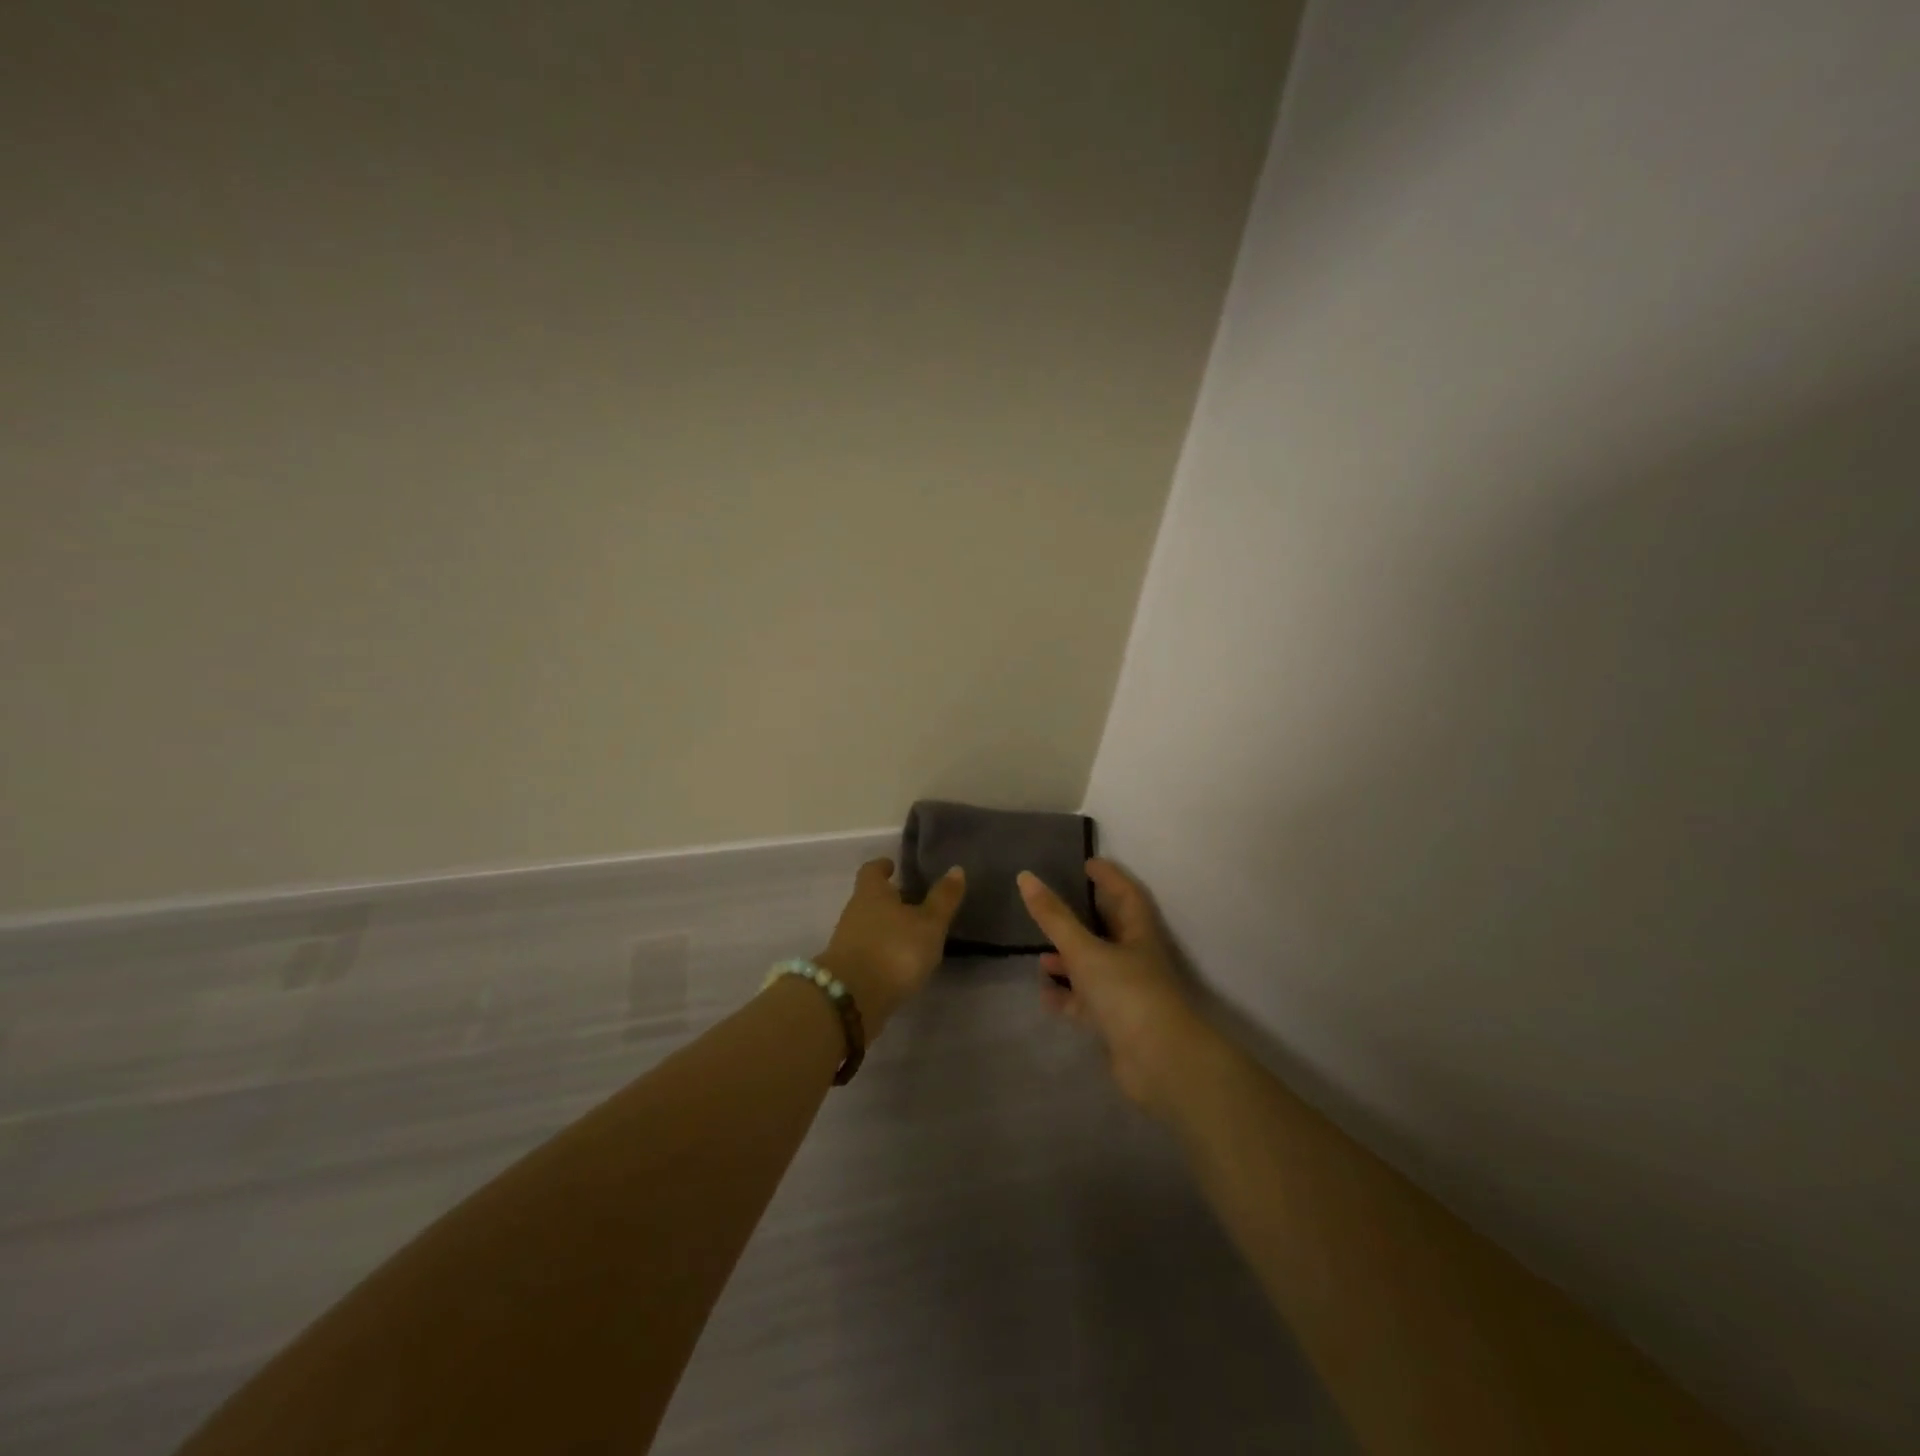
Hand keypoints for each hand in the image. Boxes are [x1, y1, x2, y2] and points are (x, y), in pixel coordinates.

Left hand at [817, 857, 966, 1034]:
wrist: (851, 999)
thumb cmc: (894, 950)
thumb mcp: (929, 924)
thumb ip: (943, 899)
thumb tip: (956, 868)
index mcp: (871, 893)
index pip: (872, 870)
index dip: (883, 866)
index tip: (893, 866)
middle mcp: (854, 912)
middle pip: (869, 898)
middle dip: (888, 899)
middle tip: (912, 901)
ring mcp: (847, 942)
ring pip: (868, 925)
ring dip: (885, 927)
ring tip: (911, 934)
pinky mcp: (847, 969)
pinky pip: (866, 951)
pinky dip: (881, 951)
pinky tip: (898, 962)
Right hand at [1018, 858, 1207, 1115]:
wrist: (1160, 1063)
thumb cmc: (1127, 993)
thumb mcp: (1085, 950)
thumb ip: (1054, 917)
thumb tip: (1026, 877)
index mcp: (1138, 934)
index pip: (1125, 894)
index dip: (1109, 877)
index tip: (1088, 863)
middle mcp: (1135, 959)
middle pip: (1108, 931)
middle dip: (1082, 919)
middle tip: (1053, 907)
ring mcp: (1126, 993)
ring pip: (1094, 968)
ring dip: (1069, 961)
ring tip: (1040, 957)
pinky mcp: (1116, 1023)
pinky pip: (1086, 1002)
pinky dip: (1066, 996)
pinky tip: (1045, 994)